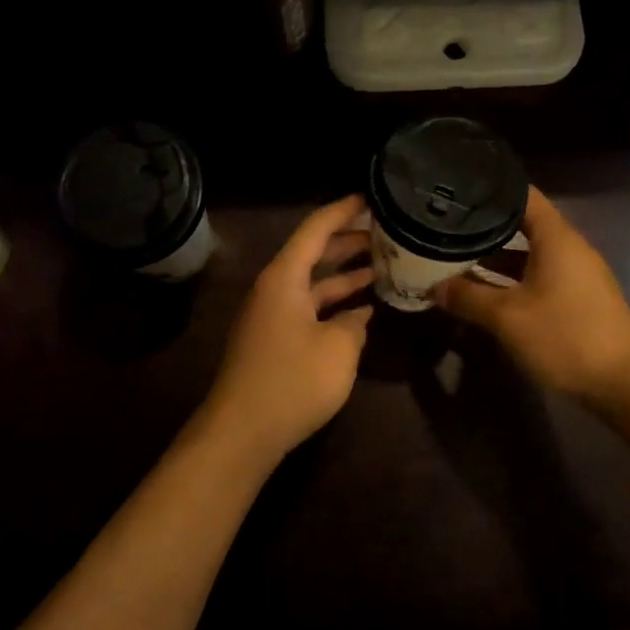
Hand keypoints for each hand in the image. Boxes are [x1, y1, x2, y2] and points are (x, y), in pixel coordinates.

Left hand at [199, 195, 373, 462]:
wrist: (241, 433)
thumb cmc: (292, 382)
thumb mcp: (338, 349)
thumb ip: (354, 325)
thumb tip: (357, 317)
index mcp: (284, 278)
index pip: (316, 228)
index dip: (344, 210)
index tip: (372, 196)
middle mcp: (275, 288)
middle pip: (314, 253)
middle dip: (350, 241)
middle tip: (388, 232)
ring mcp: (272, 315)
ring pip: (313, 282)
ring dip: (345, 274)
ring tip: (384, 265)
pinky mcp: (274, 340)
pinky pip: (309, 308)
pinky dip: (335, 304)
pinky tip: (363, 310)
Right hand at [433, 186, 629, 406]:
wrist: (624, 385)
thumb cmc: (565, 337)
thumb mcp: (507, 318)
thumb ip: (467, 297)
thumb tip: (433, 286)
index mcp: (557, 239)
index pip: (523, 195)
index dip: (492, 188)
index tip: (458, 187)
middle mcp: (569, 248)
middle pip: (524, 224)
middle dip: (486, 226)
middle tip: (447, 224)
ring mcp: (576, 274)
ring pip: (529, 254)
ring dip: (496, 256)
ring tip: (456, 255)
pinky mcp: (578, 299)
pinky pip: (538, 276)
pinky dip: (512, 277)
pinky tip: (485, 290)